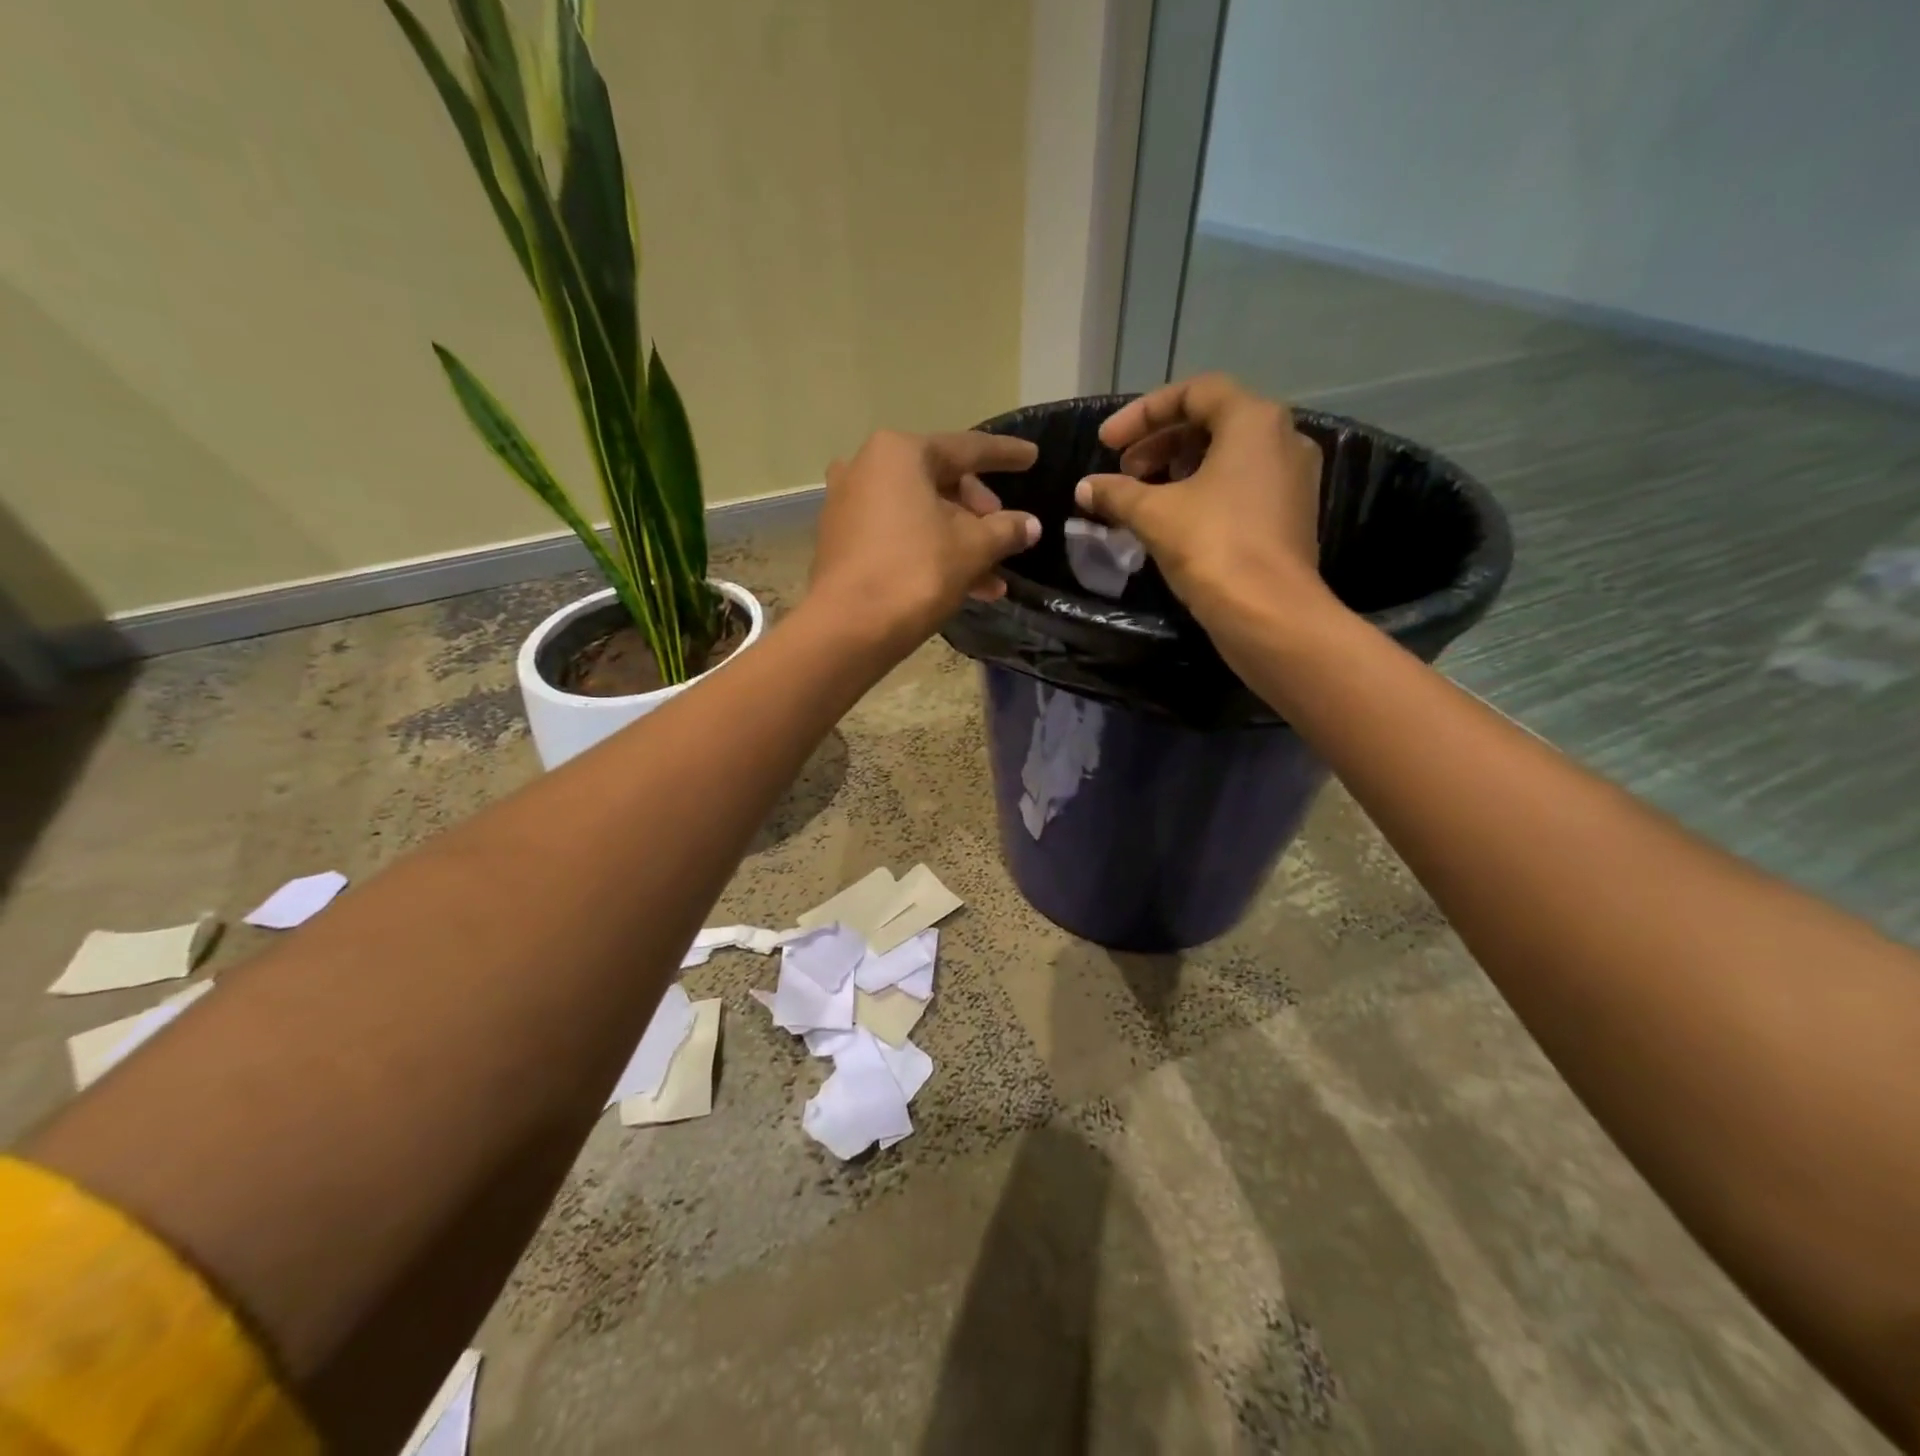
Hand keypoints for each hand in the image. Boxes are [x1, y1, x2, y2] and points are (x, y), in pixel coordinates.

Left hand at [807, 428, 1040, 648]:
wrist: (849, 628)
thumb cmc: (915, 573)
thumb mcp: (973, 549)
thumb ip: (1006, 530)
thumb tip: (1030, 525)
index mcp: (899, 453)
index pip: (966, 448)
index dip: (1005, 455)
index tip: (1032, 456)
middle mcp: (866, 467)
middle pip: (940, 482)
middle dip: (979, 514)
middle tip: (1005, 537)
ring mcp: (848, 504)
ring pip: (920, 515)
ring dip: (960, 543)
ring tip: (993, 581)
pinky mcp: (842, 541)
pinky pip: (898, 536)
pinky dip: (930, 552)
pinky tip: (964, 586)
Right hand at [1075, 374, 1332, 629]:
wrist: (1269, 614)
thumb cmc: (1213, 547)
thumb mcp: (1154, 514)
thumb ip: (1116, 493)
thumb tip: (1085, 488)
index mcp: (1254, 421)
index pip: (1194, 392)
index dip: (1143, 413)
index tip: (1106, 443)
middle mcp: (1282, 438)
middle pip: (1211, 423)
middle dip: (1159, 444)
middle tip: (1123, 473)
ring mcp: (1292, 478)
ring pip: (1226, 457)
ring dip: (1177, 470)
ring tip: (1141, 498)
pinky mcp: (1290, 515)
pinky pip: (1240, 486)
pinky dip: (1202, 492)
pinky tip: (1171, 521)